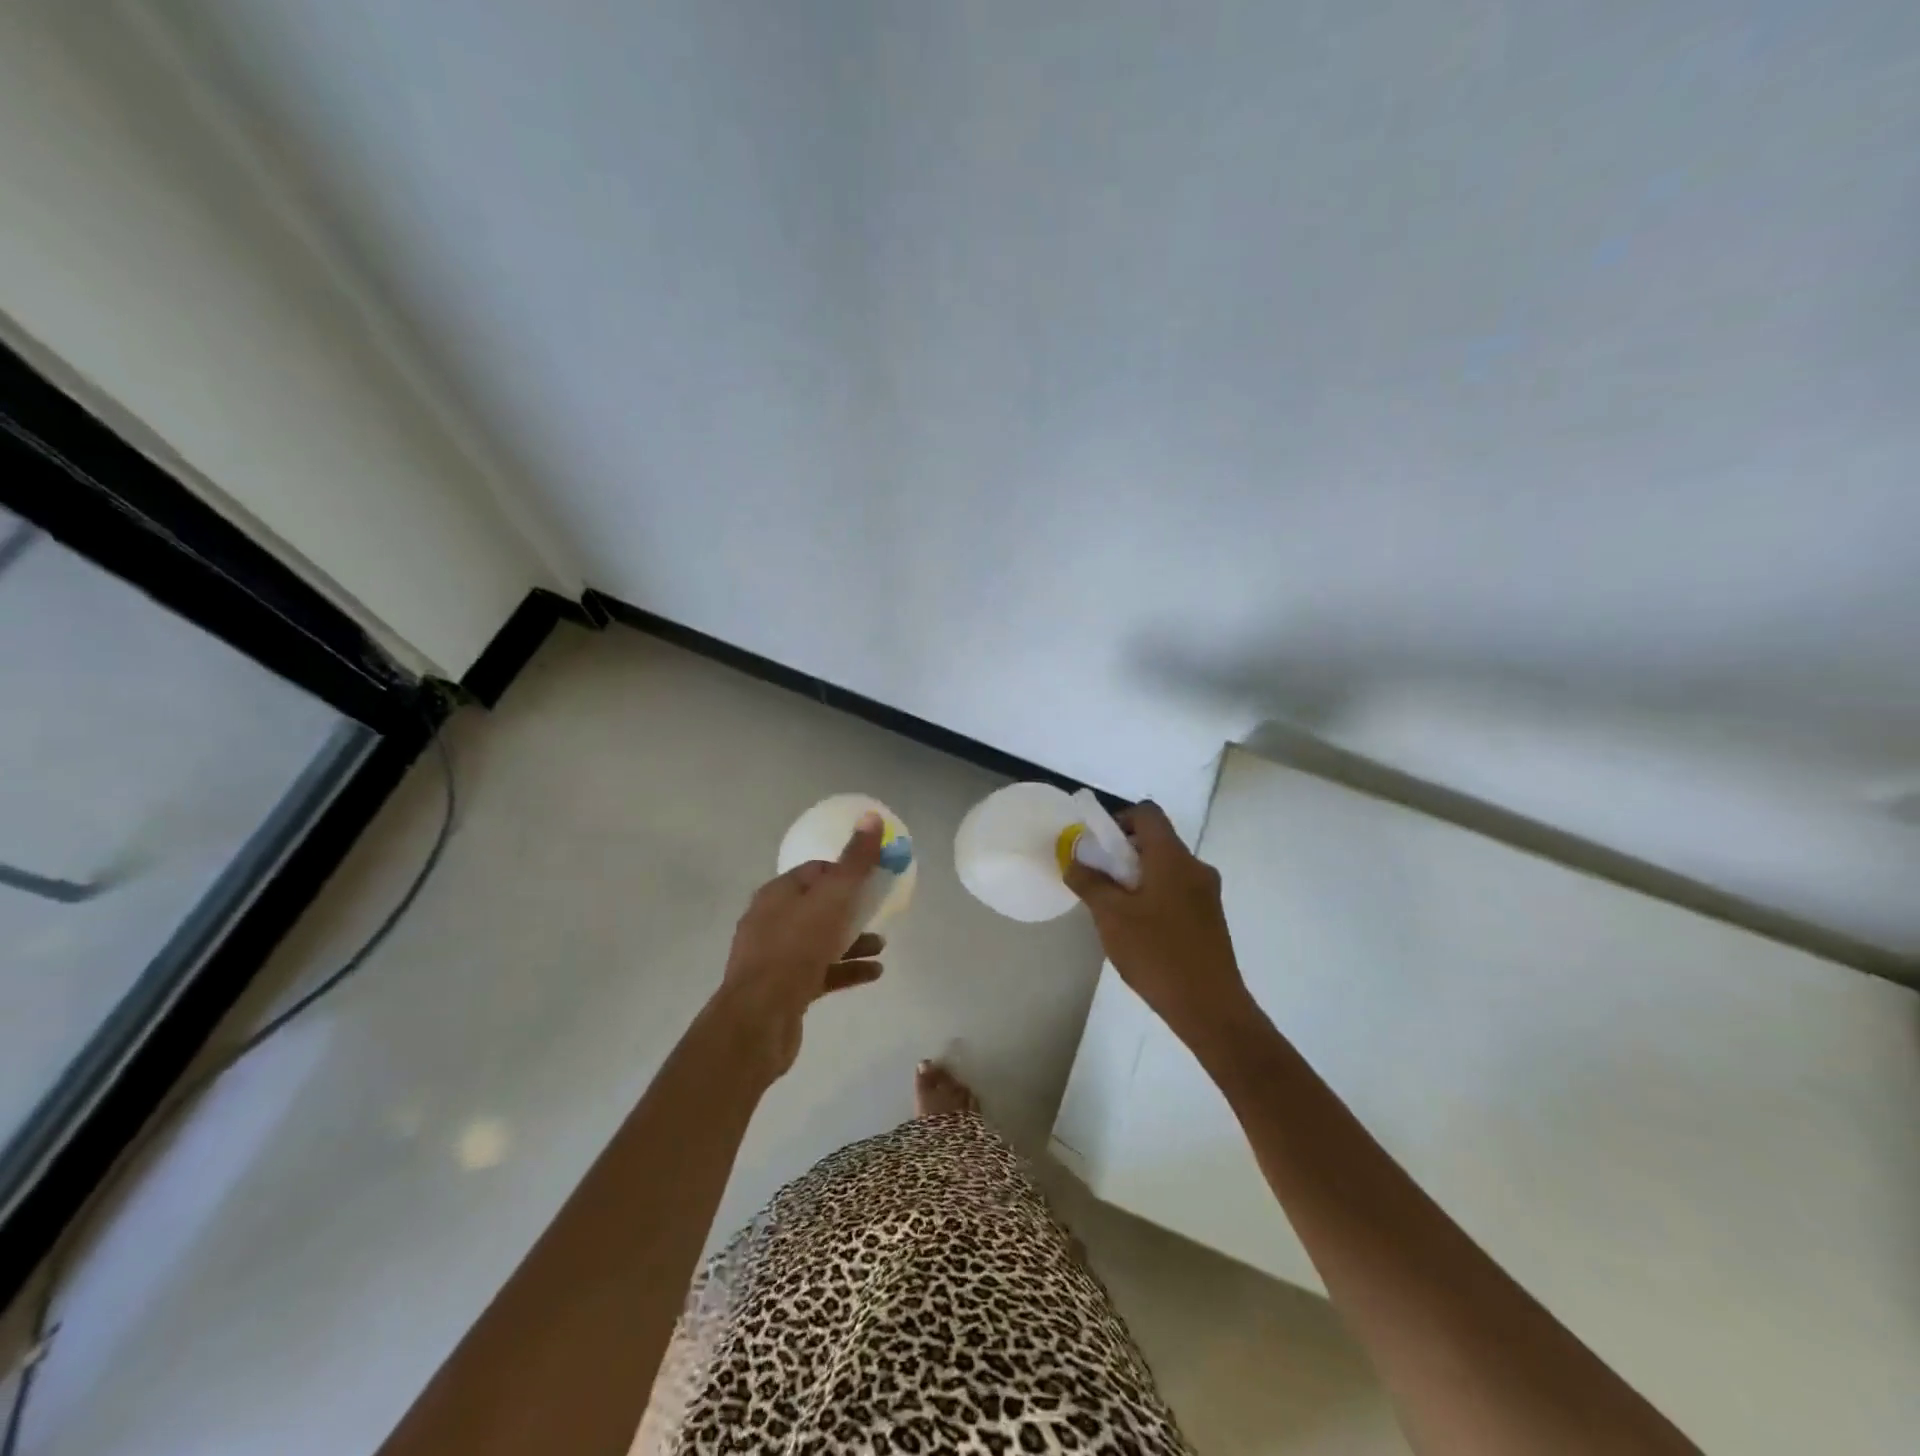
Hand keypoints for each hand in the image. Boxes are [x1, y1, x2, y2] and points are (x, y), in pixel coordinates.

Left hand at [710, 811, 887, 1079]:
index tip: (870, 880)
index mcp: (778, 893)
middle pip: (817, 906)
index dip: (844, 872)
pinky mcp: (783, 990)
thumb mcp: (833, 897)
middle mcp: (771, 920)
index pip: (814, 872)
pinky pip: (820, 972)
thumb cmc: (797, 947)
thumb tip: (872, 816)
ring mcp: (774, 957)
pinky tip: (873, 973)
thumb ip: (855, 860)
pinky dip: (846, 969)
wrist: (760, 1018)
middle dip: (850, 908)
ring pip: (820, 941)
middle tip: (878, 912)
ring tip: (882, 946)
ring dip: (852, 940)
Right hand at [1064, 802, 1252, 1048]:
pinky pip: (1176, 890)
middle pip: (1156, 841)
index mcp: (1172, 858)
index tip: (1098, 846)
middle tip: (1098, 879)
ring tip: (1114, 909)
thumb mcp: (1112, 917)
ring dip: (1137, 877)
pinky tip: (1138, 929)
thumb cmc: (1157, 954)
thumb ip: (1090, 883)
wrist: (1210, 1008)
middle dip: (1123, 853)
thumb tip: (1075, 861)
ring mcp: (1206, 893)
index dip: (1119, 819)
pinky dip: (1154, 895)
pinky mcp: (1209, 917)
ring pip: (1165, 868)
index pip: (1147, 813)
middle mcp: (1195, 867)